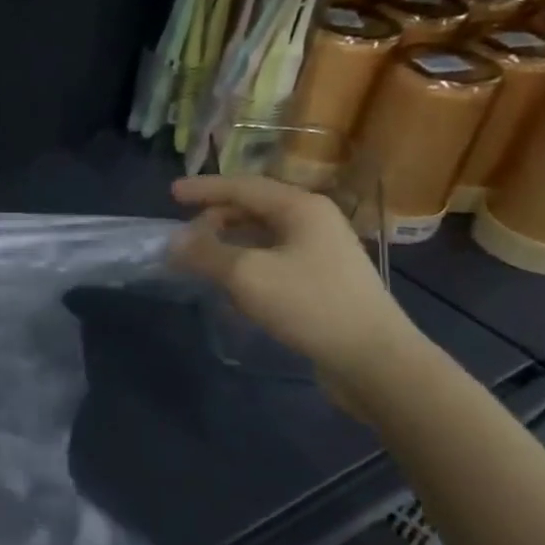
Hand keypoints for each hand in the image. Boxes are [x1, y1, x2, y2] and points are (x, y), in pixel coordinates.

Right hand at [168, 175, 426, 389]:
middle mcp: (314, 221)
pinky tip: (232, 285)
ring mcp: (322, 251)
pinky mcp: (323, 280)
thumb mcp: (246, 275)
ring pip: (264, 235)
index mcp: (301, 207)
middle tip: (185, 237)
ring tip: (202, 260)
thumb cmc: (309, 304)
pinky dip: (246, 263)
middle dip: (215, 218)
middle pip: (254, 208)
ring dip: (229, 243)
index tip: (171, 193)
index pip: (242, 186)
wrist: (372, 357)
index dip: (204, 188)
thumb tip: (173, 242)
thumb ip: (205, 254)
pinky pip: (274, 259)